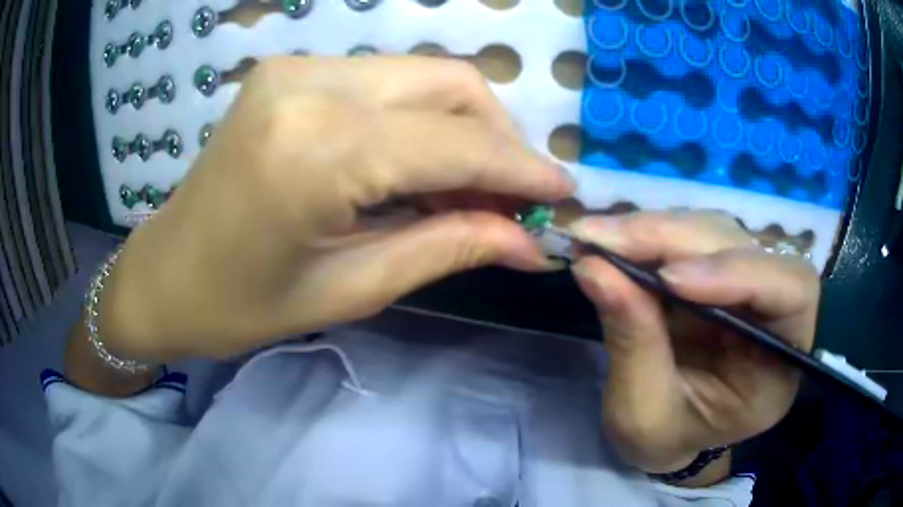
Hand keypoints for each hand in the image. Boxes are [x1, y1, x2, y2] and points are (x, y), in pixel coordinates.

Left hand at [100, 56, 572, 362]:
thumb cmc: (239, 305)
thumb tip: (530, 243)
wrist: (164, 276)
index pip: (456, 143)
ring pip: (422, 76)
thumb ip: (449, 247)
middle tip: (513, 200)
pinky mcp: (289, 72)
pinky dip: (420, 120)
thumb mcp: (350, 289)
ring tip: (470, 191)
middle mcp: (310, 83)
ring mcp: (296, 68)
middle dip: (497, 141)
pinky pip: (385, 82)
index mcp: (316, 149)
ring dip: (462, 129)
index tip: (562, 194)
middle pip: (450, 84)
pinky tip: (419, 168)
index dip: (521, 170)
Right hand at [569, 210, 818, 474]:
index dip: (739, 272)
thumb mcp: (643, 413)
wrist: (665, 434)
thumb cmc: (664, 438)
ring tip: (599, 239)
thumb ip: (632, 342)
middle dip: (676, 240)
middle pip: (746, 248)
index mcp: (778, 367)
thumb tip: (593, 267)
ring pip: (716, 230)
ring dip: (656, 230)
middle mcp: (774, 313)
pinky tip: (612, 241)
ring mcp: (745, 283)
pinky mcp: (716, 268)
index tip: (670, 278)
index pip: (792, 293)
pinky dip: (648, 234)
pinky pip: (690, 235)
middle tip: (605, 240)